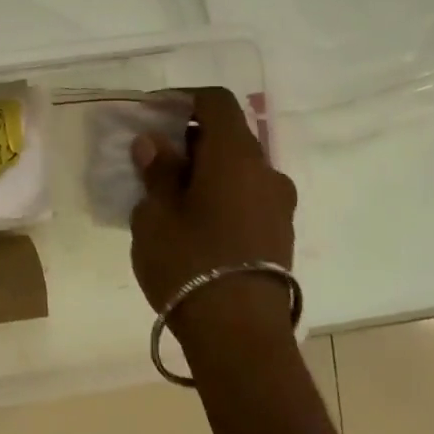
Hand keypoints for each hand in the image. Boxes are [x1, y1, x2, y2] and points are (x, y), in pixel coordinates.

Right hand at [128, 87, 296, 331]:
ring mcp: (279, 206)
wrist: (239, 335)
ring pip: (239, 170)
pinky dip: (221, 195)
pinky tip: (194, 222)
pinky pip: (248, 197)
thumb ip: (158, 171)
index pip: (217, 102)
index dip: (184, 98)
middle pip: (230, 136)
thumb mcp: (156, 214)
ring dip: (206, 170)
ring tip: (169, 194)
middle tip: (153, 158)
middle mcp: (267, 173)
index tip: (153, 112)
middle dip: (191, 138)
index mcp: (236, 156)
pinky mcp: (280, 235)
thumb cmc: (189, 262)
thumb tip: (155, 142)